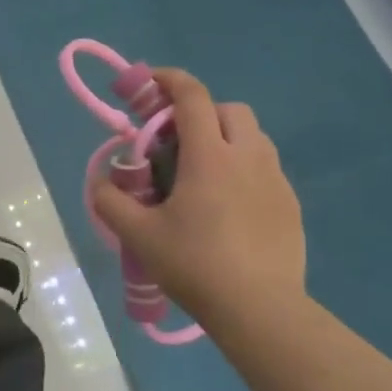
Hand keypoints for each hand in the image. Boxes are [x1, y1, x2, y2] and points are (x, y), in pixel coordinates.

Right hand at [94, 69, 305, 341]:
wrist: (260, 309)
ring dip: (225, 138)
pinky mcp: (290, 205)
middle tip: (175, 142)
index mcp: (210, 156)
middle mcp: (248, 157)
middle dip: (201, 112)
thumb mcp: (138, 235)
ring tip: (201, 174)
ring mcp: (275, 181)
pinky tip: (227, 206)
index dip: (169, 80)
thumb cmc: (194, 264)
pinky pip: (265, 169)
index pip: (192, 97)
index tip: (149, 83)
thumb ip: (110, 201)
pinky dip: (243, 169)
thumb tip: (101, 181)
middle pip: (229, 110)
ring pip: (253, 137)